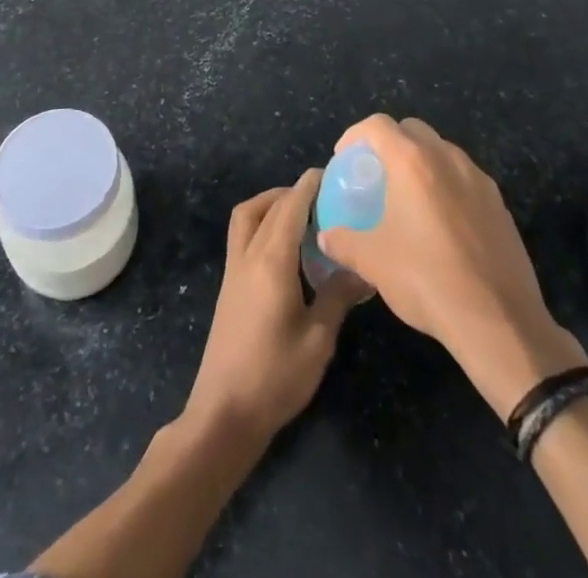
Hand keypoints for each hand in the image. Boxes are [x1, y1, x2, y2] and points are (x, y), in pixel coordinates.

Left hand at [185, 170, 369, 442]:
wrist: (224, 413)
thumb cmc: (275, 377)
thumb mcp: (318, 340)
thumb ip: (338, 296)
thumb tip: (362, 267)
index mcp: (271, 261)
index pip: (290, 207)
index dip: (309, 186)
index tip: (331, 173)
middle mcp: (248, 255)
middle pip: (266, 206)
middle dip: (293, 193)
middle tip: (325, 198)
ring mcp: (234, 270)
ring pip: (247, 216)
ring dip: (271, 204)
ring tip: (303, 215)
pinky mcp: (229, 286)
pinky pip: (243, 236)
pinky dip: (263, 224)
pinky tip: (287, 248)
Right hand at [317, 115, 586, 418]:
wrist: (499, 322)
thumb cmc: (427, 280)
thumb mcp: (372, 262)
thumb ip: (342, 241)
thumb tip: (325, 236)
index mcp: (413, 161)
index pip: (378, 125)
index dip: (355, 135)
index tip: (345, 159)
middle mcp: (447, 158)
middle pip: (412, 130)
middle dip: (390, 143)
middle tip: (376, 174)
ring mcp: (479, 179)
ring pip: (442, 152)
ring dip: (421, 162)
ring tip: (408, 198)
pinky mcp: (500, 204)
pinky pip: (465, 179)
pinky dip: (446, 185)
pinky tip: (441, 224)